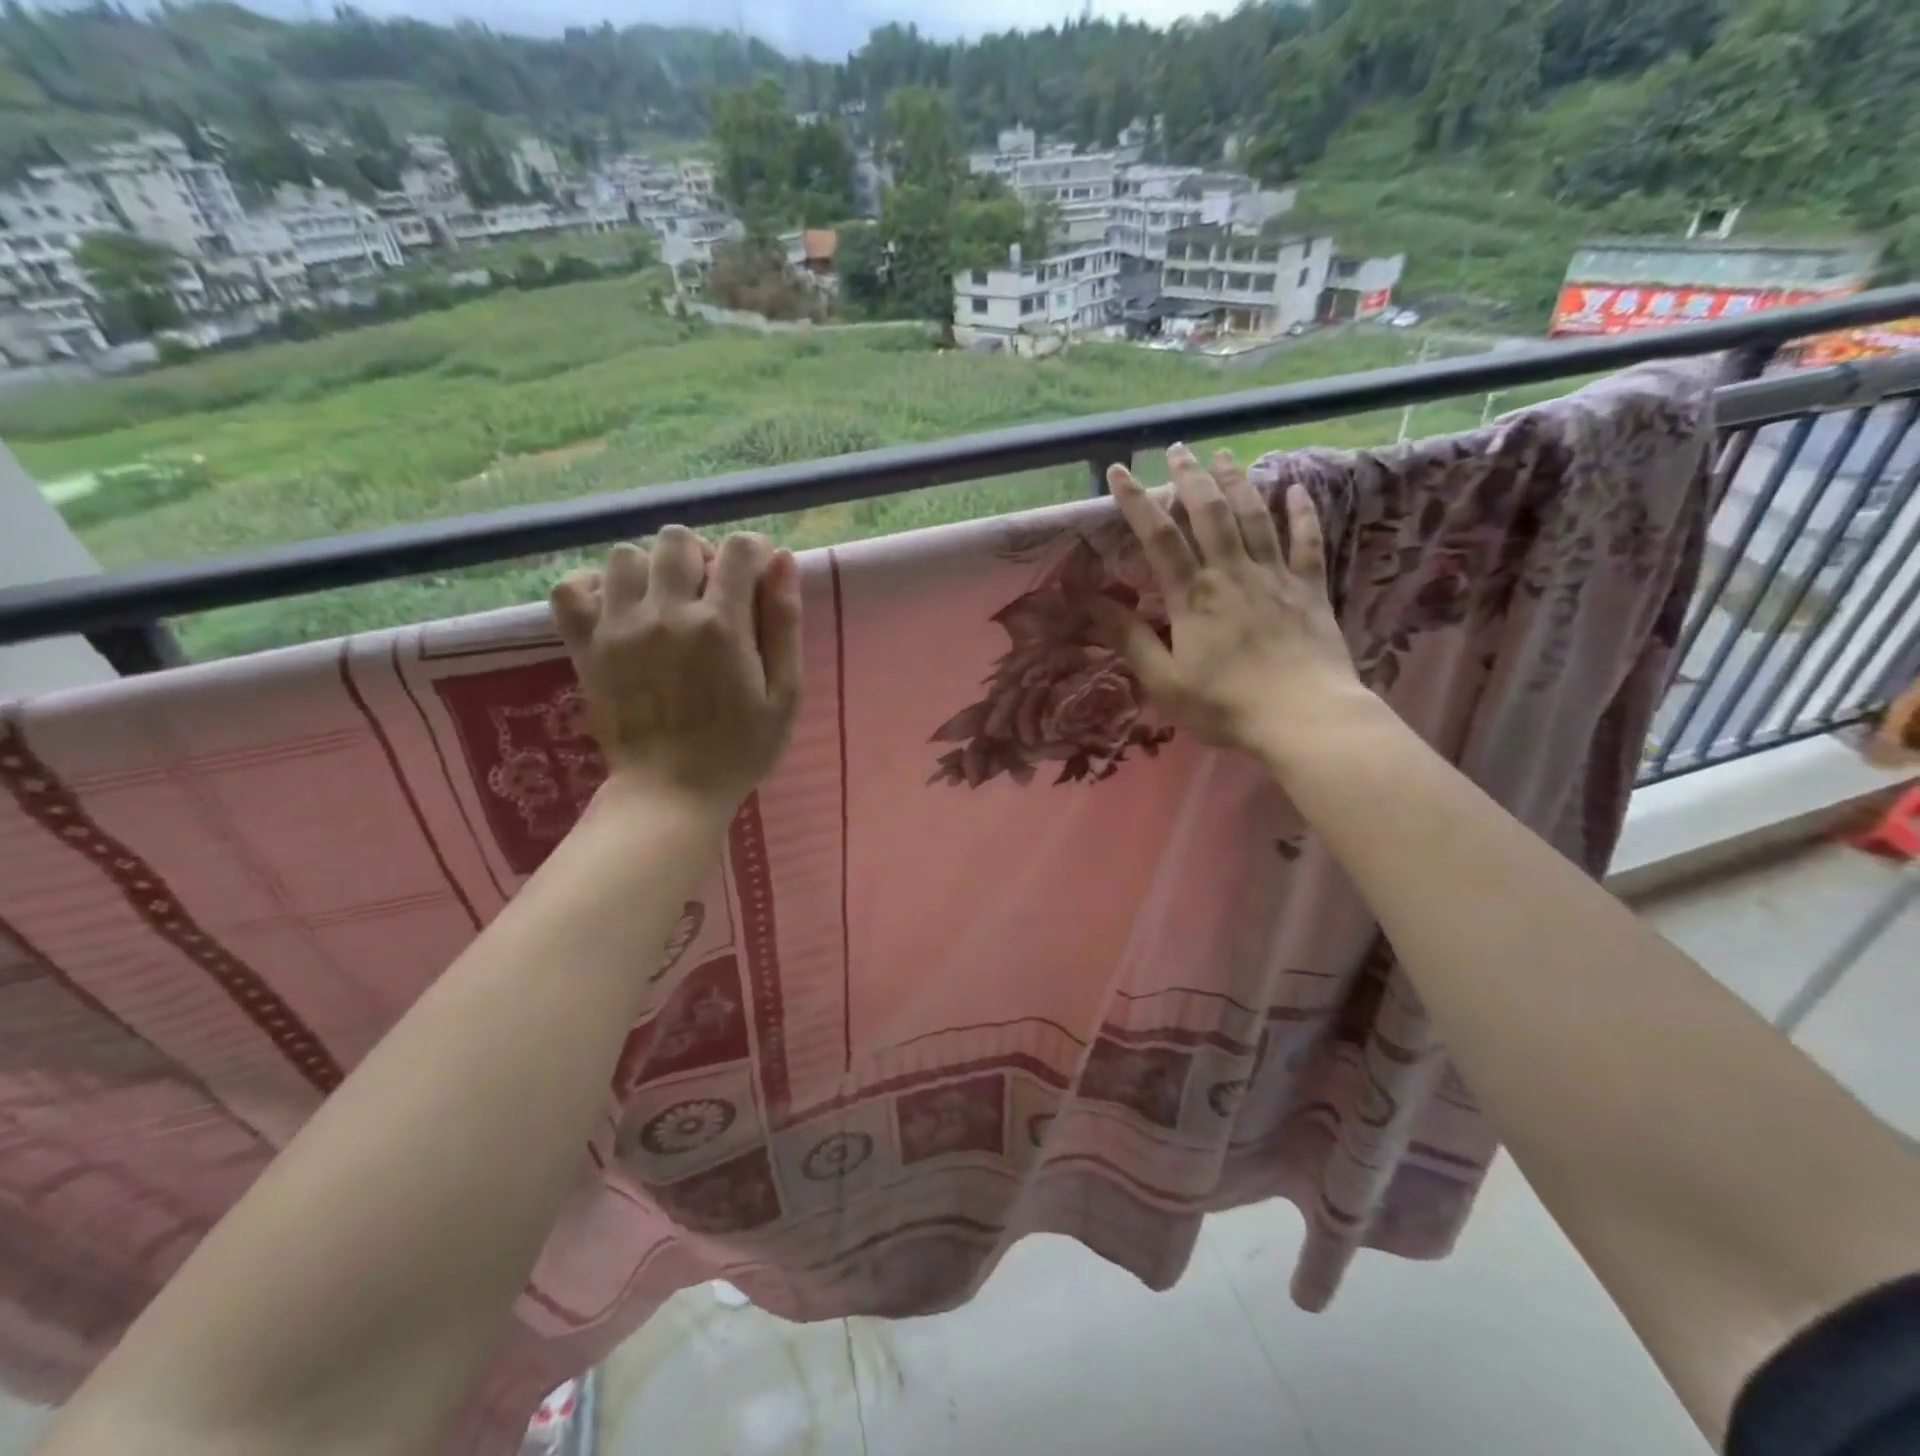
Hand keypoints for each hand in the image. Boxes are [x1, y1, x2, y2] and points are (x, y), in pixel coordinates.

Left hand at [550, 527, 801, 812]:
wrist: (671, 793)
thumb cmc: (740, 749)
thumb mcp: (784, 694)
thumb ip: (784, 625)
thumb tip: (783, 560)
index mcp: (722, 624)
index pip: (740, 549)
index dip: (755, 554)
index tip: (757, 578)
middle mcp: (666, 613)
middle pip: (678, 540)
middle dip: (702, 555)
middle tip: (710, 593)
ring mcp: (619, 627)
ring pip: (625, 556)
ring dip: (651, 570)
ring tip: (664, 603)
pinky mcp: (586, 645)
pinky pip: (570, 588)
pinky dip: (593, 587)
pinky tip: (618, 609)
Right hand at [1091, 445, 1368, 760]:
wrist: (1304, 718)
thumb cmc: (1226, 705)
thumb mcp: (1164, 681)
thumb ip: (1131, 639)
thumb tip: (1090, 604)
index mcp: (1193, 596)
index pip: (1159, 537)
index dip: (1137, 501)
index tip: (1119, 471)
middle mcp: (1232, 573)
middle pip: (1209, 513)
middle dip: (1190, 478)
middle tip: (1177, 450)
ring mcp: (1275, 577)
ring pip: (1254, 517)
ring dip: (1237, 482)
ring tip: (1223, 455)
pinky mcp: (1309, 589)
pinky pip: (1306, 542)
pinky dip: (1301, 512)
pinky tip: (1295, 487)